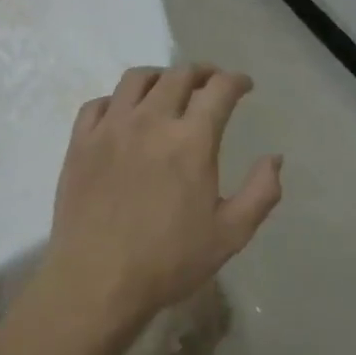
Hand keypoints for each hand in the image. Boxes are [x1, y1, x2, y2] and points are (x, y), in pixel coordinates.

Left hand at [36, 64, 282, 336]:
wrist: (97, 282)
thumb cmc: (169, 261)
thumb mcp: (230, 235)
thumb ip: (261, 192)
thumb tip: (275, 158)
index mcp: (191, 140)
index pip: (219, 89)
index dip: (236, 81)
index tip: (244, 86)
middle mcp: (151, 121)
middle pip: (179, 75)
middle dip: (202, 73)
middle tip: (210, 84)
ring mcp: (110, 128)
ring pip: (136, 79)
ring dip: (159, 77)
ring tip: (167, 90)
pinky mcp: (80, 142)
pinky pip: (98, 103)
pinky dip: (117, 100)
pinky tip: (123, 115)